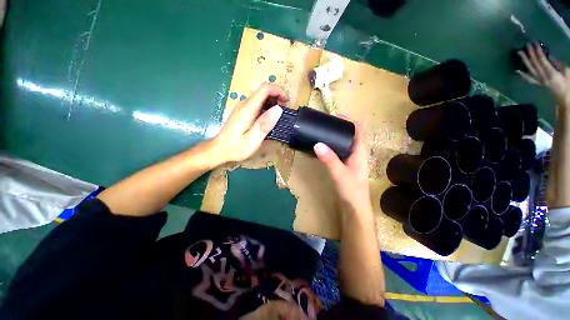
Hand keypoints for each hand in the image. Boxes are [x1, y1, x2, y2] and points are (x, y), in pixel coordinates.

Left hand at [208, 83, 287, 165]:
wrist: (219, 150)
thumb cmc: (236, 148)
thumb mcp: (252, 140)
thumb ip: (264, 125)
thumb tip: (278, 109)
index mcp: (248, 109)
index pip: (264, 89)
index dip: (278, 91)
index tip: (286, 102)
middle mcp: (244, 104)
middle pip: (263, 91)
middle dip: (277, 97)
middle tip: (284, 112)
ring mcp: (242, 107)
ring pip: (261, 97)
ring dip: (273, 103)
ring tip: (279, 116)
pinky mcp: (242, 112)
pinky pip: (257, 104)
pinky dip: (267, 107)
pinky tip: (269, 119)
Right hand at [313, 123, 372, 216]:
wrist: (354, 207)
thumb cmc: (352, 190)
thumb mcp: (340, 174)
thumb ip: (329, 159)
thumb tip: (317, 144)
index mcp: (359, 151)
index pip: (357, 129)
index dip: (348, 120)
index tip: (334, 115)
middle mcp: (356, 152)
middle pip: (349, 134)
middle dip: (338, 127)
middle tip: (323, 123)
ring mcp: (350, 159)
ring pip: (343, 143)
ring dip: (334, 136)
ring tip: (321, 131)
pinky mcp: (344, 165)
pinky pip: (337, 151)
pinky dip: (330, 146)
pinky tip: (321, 147)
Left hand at [518, 43, 569, 107]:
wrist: (564, 97)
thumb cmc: (568, 83)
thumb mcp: (567, 71)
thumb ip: (558, 64)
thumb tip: (550, 57)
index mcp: (551, 73)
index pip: (542, 61)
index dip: (537, 52)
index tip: (534, 43)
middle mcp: (543, 77)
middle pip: (534, 64)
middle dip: (530, 53)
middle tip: (526, 44)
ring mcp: (539, 81)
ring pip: (530, 69)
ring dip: (524, 60)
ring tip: (520, 52)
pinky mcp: (538, 83)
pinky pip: (529, 79)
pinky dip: (523, 74)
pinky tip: (517, 70)